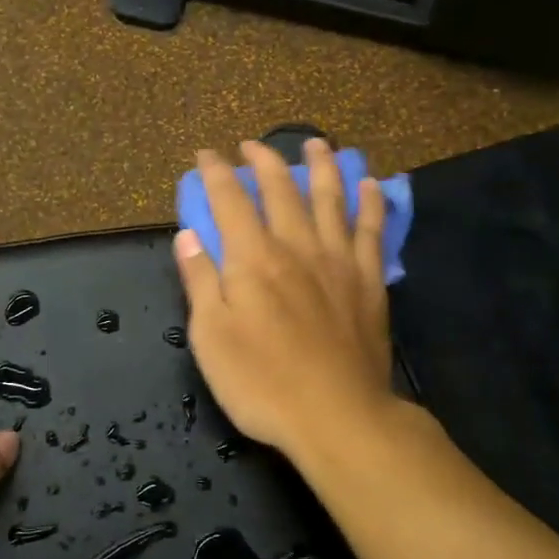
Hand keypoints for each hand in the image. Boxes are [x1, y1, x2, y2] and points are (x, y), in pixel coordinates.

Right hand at [173, 140, 396, 462]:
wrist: (338, 416)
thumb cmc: (262, 383)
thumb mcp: (211, 338)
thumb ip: (200, 281)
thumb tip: (188, 236)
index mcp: (253, 259)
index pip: (230, 201)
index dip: (216, 173)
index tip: (206, 154)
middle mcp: (297, 246)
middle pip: (281, 189)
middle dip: (264, 160)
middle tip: (253, 145)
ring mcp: (339, 261)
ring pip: (331, 198)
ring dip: (322, 165)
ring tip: (317, 143)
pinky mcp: (370, 281)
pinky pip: (371, 230)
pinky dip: (369, 203)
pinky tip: (370, 184)